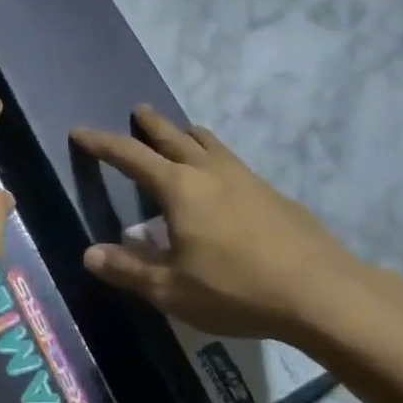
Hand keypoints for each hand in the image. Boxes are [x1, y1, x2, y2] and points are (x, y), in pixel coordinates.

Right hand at [71, 106, 364, 338]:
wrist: (322, 292)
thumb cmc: (237, 290)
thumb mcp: (173, 290)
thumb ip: (129, 270)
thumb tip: (89, 254)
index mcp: (178, 188)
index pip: (129, 156)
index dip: (101, 143)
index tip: (80, 132)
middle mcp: (208, 171)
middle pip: (172, 136)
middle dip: (150, 123)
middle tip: (138, 110)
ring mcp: (245, 177)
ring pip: (209, 142)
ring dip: (188, 133)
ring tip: (182, 132)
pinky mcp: (272, 192)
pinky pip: (232, 160)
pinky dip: (215, 155)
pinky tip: (223, 178)